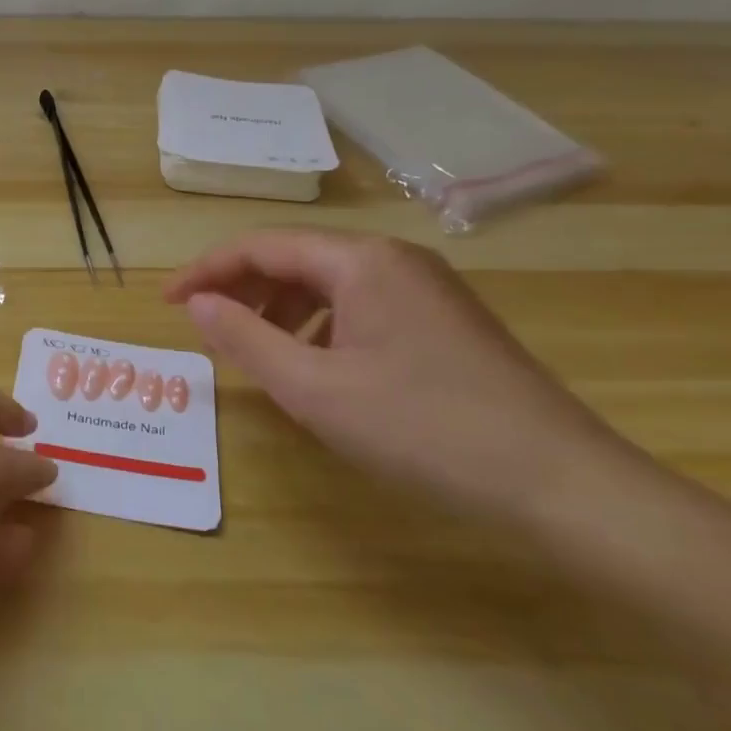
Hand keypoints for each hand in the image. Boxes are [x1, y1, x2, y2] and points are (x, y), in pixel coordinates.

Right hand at [166, 229, 644, 524]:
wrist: (563, 484)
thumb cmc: (423, 429)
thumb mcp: (314, 389)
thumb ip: (245, 339)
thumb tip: (196, 304)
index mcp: (360, 260)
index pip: (261, 246)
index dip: (206, 271)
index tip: (166, 303)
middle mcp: (393, 259)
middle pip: (295, 257)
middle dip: (241, 288)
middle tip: (203, 327)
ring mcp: (425, 287)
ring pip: (328, 282)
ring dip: (279, 308)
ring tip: (253, 349)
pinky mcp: (443, 320)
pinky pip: (360, 305)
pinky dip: (319, 326)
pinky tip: (315, 365)